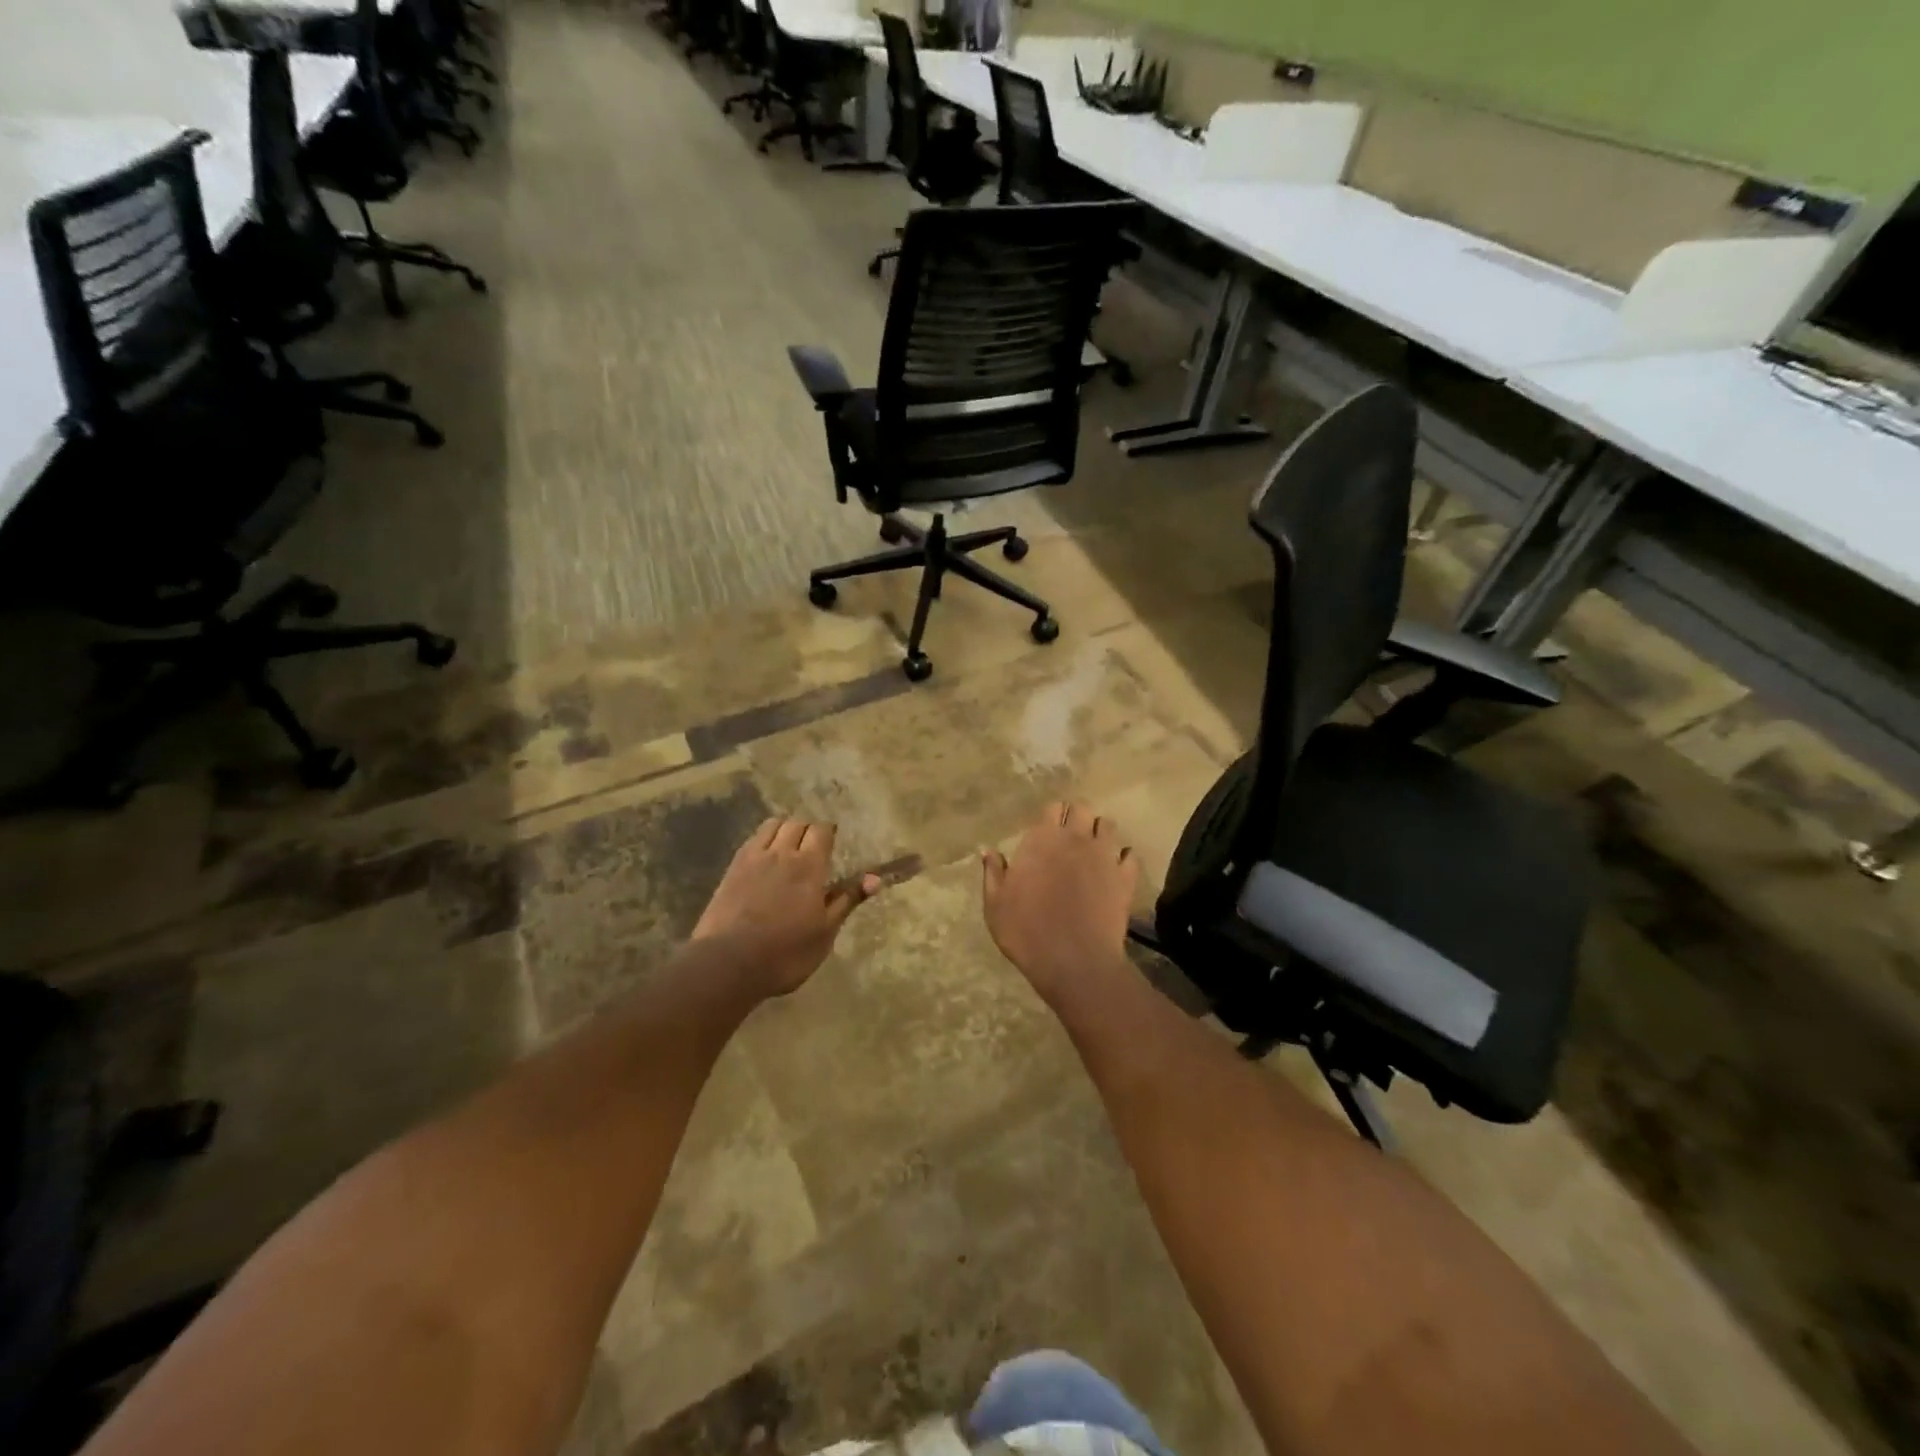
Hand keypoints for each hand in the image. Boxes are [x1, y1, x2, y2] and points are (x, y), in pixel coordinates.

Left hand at [692, 818, 881, 998]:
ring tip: (788, 847)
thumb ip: (847, 900)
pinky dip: (763, 840)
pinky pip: (752, 840)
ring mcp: (753, 858)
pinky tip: (764, 858)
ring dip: (784, 829)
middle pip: (797, 824)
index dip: (828, 833)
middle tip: (813, 847)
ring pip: (772, 825)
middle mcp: (781, 853)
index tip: (832, 844)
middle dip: (808, 830)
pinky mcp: (731, 869)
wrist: (727, 964)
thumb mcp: (825, 932)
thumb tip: (875, 878)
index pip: (821, 831)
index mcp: (809, 866)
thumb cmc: (786, 952)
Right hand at [982, 802, 1138, 1005]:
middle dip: (1076, 816)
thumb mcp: (996, 905)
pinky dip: (1123, 858)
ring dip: (1099, 832)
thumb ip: (993, 873)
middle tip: (1069, 834)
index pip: (1051, 808)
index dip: (1050, 816)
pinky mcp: (1125, 877)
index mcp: (1042, 840)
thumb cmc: (1027, 932)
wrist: (1074, 962)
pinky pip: (1129, 855)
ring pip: (1108, 826)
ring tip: (1092, 848)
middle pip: (1082, 808)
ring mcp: (1105, 856)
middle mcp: (1076, 839)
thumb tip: (987, 850)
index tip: (1045, 829)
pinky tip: (1115, 869)